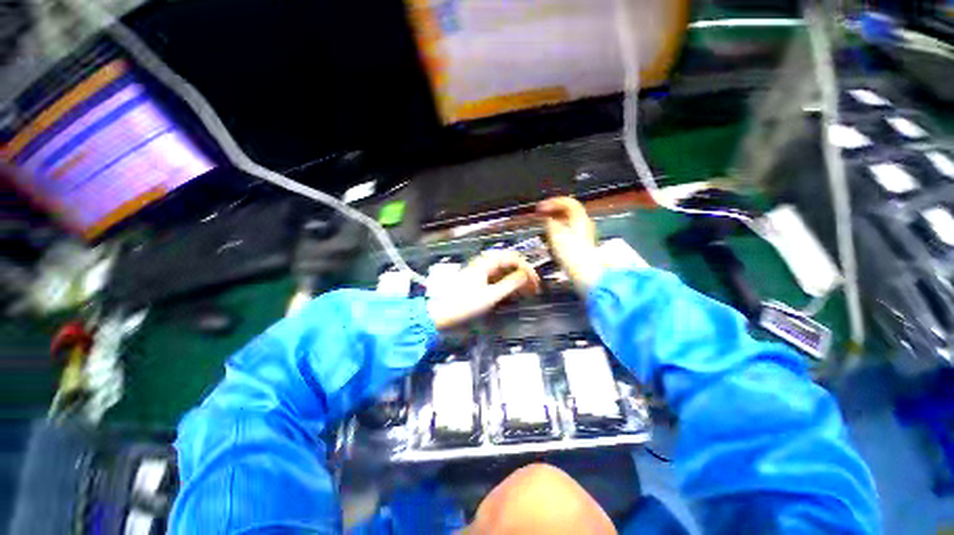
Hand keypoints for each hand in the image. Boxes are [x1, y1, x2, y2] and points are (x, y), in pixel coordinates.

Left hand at [426, 250, 540, 330]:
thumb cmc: (464, 305)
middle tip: (533, 287)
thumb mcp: (490, 296)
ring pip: (504, 270)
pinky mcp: (478, 279)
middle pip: (509, 263)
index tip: (535, 282)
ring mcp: (480, 271)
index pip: (513, 258)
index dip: (527, 268)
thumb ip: (509, 284)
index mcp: (486, 263)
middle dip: (523, 273)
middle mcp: (484, 263)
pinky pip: (497, 277)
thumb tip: (525, 275)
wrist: (440, 313)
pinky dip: (507, 283)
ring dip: (516, 279)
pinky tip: (513, 293)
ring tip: (526, 292)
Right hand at [537, 197, 602, 293]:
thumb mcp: (556, 235)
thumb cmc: (572, 254)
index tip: (541, 207)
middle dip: (553, 210)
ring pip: (568, 221)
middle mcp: (584, 224)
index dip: (553, 202)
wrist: (585, 273)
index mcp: (580, 218)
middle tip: (541, 214)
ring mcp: (584, 235)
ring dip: (555, 220)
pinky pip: (569, 231)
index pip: (568, 202)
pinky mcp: (581, 245)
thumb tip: (547, 219)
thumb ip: (550, 223)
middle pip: (569, 211)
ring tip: (544, 224)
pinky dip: (559, 229)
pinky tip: (552, 237)